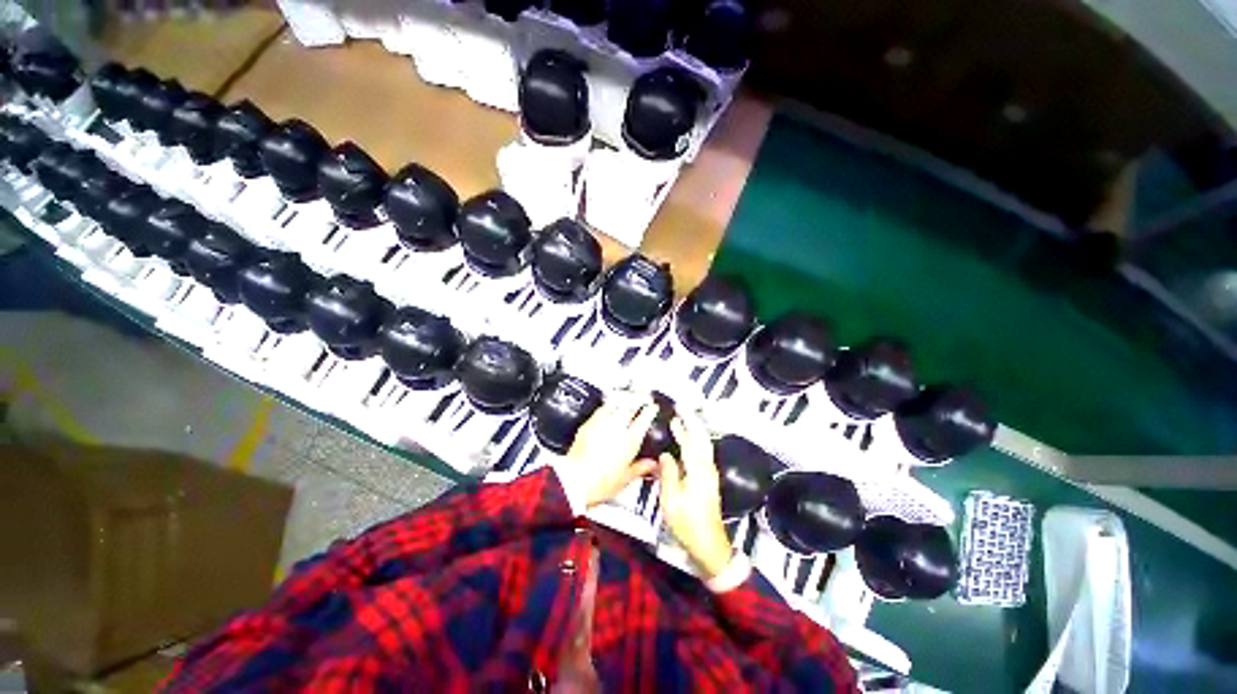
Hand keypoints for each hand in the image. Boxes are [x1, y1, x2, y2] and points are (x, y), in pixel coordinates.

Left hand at [565, 395, 659, 507]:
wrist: (575, 481)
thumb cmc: (599, 482)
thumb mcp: (625, 478)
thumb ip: (641, 468)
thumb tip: (651, 465)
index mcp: (630, 440)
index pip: (644, 419)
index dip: (650, 411)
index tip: (653, 407)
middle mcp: (617, 428)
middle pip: (630, 406)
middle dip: (638, 400)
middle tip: (643, 398)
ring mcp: (602, 423)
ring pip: (616, 403)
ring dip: (624, 399)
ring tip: (628, 398)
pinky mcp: (588, 424)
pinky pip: (601, 409)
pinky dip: (608, 406)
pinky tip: (609, 408)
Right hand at [659, 412, 732, 578]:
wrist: (709, 545)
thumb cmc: (688, 524)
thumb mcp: (671, 500)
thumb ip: (668, 474)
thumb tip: (665, 455)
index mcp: (698, 470)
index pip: (693, 439)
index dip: (686, 422)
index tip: (678, 409)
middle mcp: (707, 468)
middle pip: (701, 438)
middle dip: (692, 422)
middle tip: (680, 409)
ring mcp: (709, 475)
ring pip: (702, 446)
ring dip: (692, 432)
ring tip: (679, 422)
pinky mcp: (707, 481)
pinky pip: (700, 455)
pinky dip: (692, 444)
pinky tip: (683, 443)